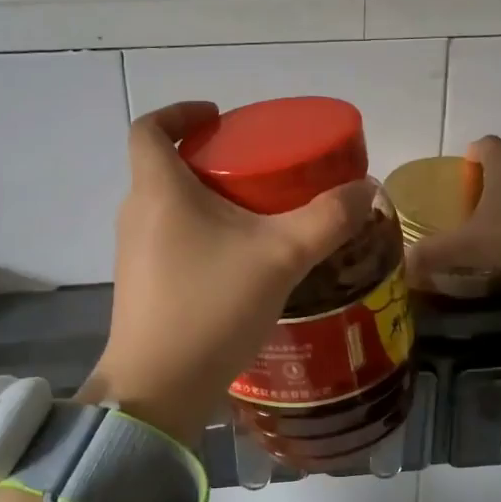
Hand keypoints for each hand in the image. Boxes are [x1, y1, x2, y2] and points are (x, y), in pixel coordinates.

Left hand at [80, 102, 374, 448]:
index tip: (217, 116)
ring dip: (205, 198)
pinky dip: (201, 234)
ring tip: (256, 212)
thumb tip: (366, 190)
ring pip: (168, 207)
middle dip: (207, 158)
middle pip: (162, 166)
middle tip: (256, 166)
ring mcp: (134, 254)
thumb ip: (327, 219)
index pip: (150, 128)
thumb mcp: (281, 256)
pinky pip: (171, 240)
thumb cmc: (211, 307)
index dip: (180, 112)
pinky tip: (240, 261)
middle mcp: (137, 215)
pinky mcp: (143, 287)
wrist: (159, 389)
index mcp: (158, 190)